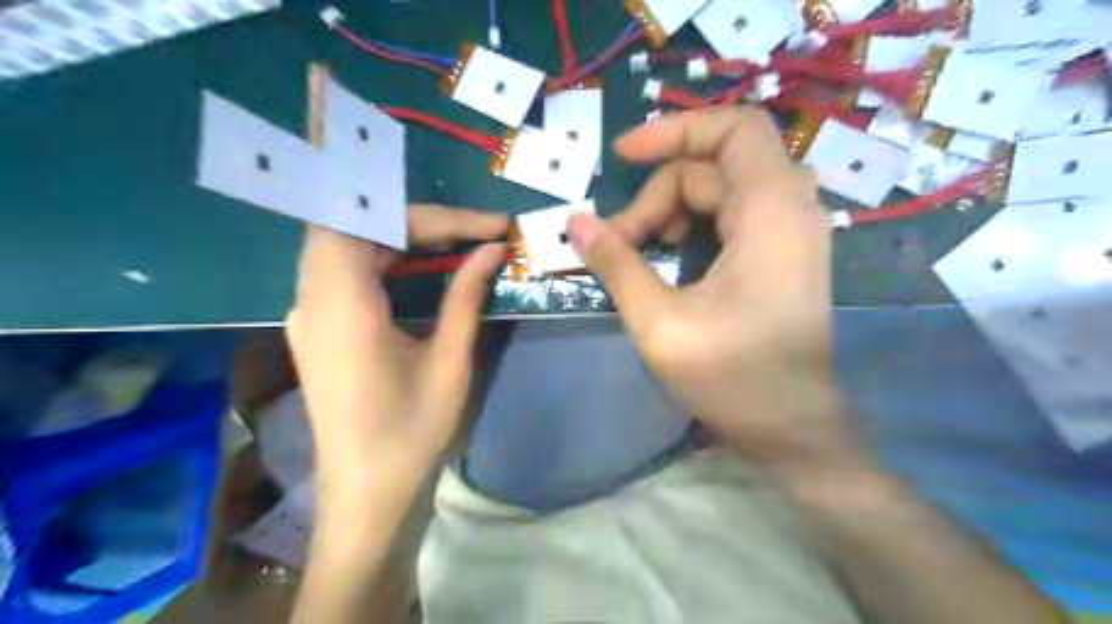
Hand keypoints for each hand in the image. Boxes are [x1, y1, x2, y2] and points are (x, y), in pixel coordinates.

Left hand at [288, 207, 509, 498]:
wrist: (363, 494)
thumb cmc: (410, 433)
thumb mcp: (448, 362)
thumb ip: (466, 297)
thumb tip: (491, 250)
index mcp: (342, 308)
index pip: (374, 224)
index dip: (434, 216)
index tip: (489, 226)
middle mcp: (311, 300)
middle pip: (356, 225)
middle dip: (419, 221)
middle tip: (474, 233)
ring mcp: (307, 313)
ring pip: (348, 243)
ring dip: (401, 235)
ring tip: (456, 243)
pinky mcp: (315, 326)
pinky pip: (345, 269)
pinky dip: (384, 256)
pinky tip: (418, 268)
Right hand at [567, 108, 863, 476]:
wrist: (794, 429)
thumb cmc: (732, 378)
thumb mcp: (659, 322)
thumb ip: (616, 265)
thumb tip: (575, 221)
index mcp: (770, 211)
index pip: (732, 128)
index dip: (674, 129)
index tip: (622, 156)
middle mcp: (790, 208)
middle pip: (715, 164)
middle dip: (660, 191)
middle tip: (620, 238)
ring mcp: (791, 232)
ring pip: (722, 189)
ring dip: (674, 209)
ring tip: (640, 251)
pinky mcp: (784, 254)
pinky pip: (734, 214)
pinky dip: (696, 224)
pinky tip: (672, 257)